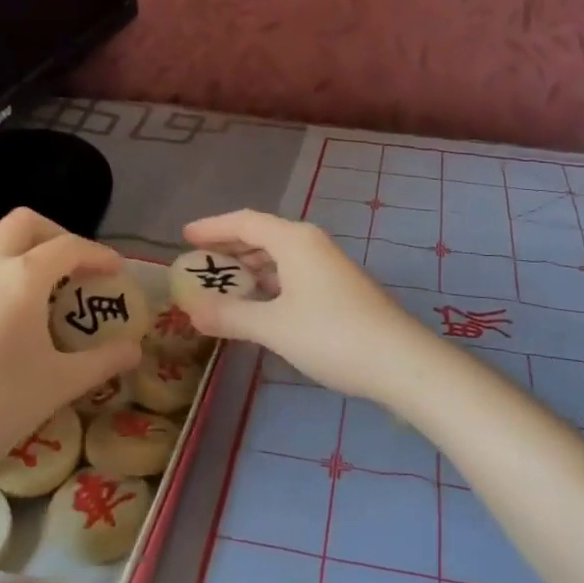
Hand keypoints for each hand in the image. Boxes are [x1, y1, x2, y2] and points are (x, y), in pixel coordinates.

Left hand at [0, 209, 141, 491]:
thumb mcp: (59, 384)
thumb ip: (103, 361)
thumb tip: (135, 351)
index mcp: (21, 277)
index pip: (69, 247)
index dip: (98, 254)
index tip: (116, 271)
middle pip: (24, 223)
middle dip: (56, 235)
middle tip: (75, 267)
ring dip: (20, 248)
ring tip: (37, 287)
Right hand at [177, 209, 434, 405]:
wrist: (399, 361)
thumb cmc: (331, 335)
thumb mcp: (273, 327)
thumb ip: (230, 316)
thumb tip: (192, 311)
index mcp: (294, 240)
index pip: (245, 222)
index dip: (213, 227)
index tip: (184, 236)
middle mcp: (312, 244)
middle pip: (262, 236)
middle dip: (229, 248)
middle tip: (198, 264)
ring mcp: (329, 267)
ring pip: (279, 257)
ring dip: (250, 268)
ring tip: (222, 284)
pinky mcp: (339, 289)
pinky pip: (293, 275)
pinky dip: (269, 284)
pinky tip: (258, 305)